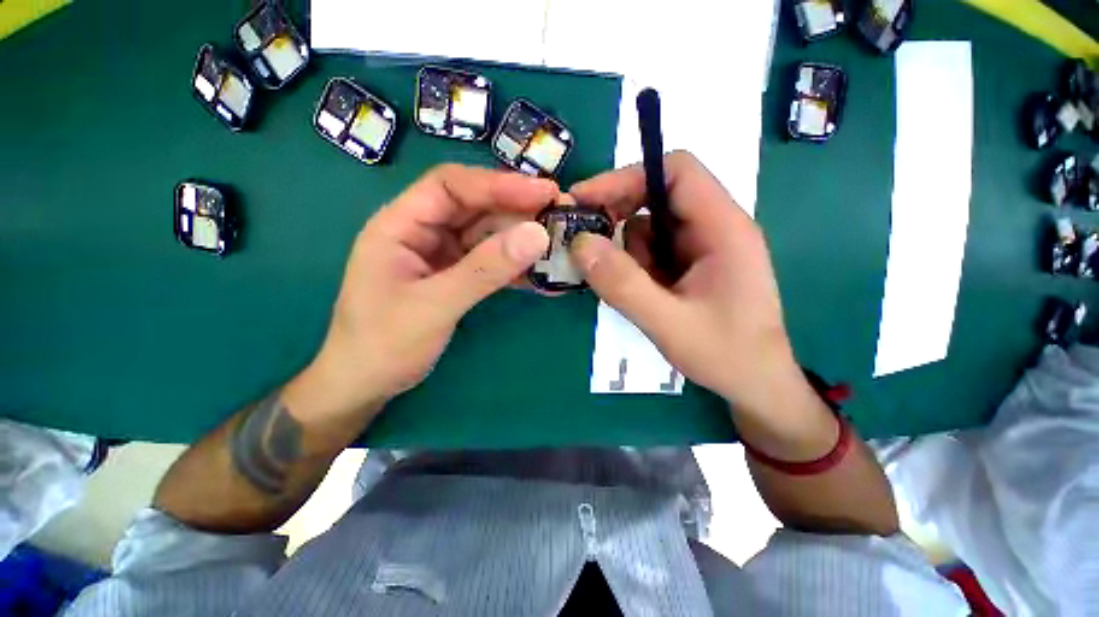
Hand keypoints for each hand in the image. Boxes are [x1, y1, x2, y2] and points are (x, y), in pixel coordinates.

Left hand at [287, 165, 554, 421]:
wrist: (367, 384)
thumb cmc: (384, 344)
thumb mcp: (435, 305)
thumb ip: (485, 270)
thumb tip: (537, 235)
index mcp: (400, 224)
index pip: (452, 186)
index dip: (498, 184)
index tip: (542, 192)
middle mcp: (423, 232)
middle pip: (474, 207)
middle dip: (516, 209)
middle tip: (560, 214)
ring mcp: (442, 255)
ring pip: (487, 234)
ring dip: (520, 237)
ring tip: (558, 242)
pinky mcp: (456, 276)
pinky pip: (490, 261)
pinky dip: (514, 265)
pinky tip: (540, 271)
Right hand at [569, 151, 804, 415]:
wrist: (757, 385)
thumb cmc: (726, 355)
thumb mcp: (668, 324)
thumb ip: (623, 285)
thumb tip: (579, 243)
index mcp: (723, 229)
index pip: (677, 172)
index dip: (628, 177)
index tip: (586, 199)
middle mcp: (714, 228)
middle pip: (658, 197)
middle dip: (619, 216)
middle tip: (587, 245)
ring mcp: (702, 248)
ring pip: (650, 228)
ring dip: (628, 253)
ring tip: (628, 290)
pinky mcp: (692, 265)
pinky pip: (653, 252)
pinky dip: (635, 267)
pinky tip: (640, 296)